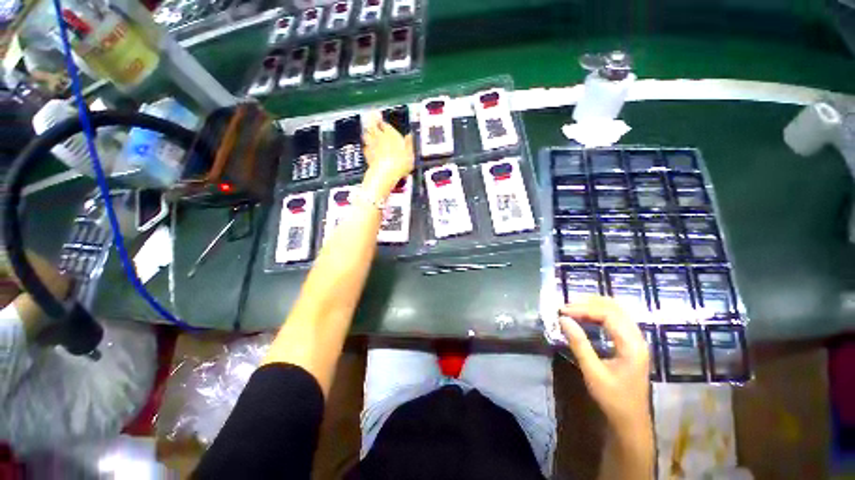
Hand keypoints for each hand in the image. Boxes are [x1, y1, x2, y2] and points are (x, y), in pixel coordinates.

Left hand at [361, 113, 414, 198]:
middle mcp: (380, 137)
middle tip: (371, 119)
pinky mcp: (367, 155)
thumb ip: (409, 143)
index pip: (385, 124)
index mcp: (391, 134)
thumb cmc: (400, 162)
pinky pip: (365, 147)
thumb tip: (410, 136)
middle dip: (372, 123)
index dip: (383, 122)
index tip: (381, 119)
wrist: (386, 173)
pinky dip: (366, 146)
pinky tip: (367, 148)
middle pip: (373, 126)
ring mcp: (372, 145)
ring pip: (366, 135)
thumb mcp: (410, 153)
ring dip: (367, 133)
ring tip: (368, 131)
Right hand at [559, 296, 650, 428]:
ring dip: (594, 305)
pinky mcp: (631, 343)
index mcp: (631, 345)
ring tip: (573, 307)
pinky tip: (587, 316)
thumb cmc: (613, 398)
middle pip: (614, 308)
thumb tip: (563, 320)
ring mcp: (636, 340)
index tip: (562, 310)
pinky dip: (600, 312)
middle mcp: (637, 338)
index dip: (583, 309)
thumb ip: (579, 344)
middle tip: (566, 306)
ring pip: (617, 311)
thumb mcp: (593, 372)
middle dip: (588, 303)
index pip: (608, 314)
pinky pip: (617, 319)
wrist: (631, 421)